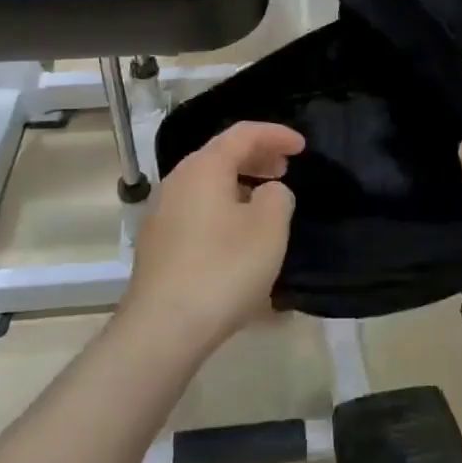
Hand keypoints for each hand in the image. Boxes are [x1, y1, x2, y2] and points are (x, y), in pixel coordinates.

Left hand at [124, 122, 303, 353]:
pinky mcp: (158, 246)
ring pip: (208, 185)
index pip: (243, 134)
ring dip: (240, 185)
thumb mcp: (269, 228)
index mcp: (203, 168)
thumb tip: (268, 192)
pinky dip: (224, 209)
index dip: (276, 134)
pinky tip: (240, 236)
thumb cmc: (223, 269)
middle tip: (285, 168)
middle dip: (257, 157)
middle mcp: (177, 182)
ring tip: (266, 202)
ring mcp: (162, 214)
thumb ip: (278, 197)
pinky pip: (198, 211)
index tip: (302, 146)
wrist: (163, 328)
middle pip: (221, 156)